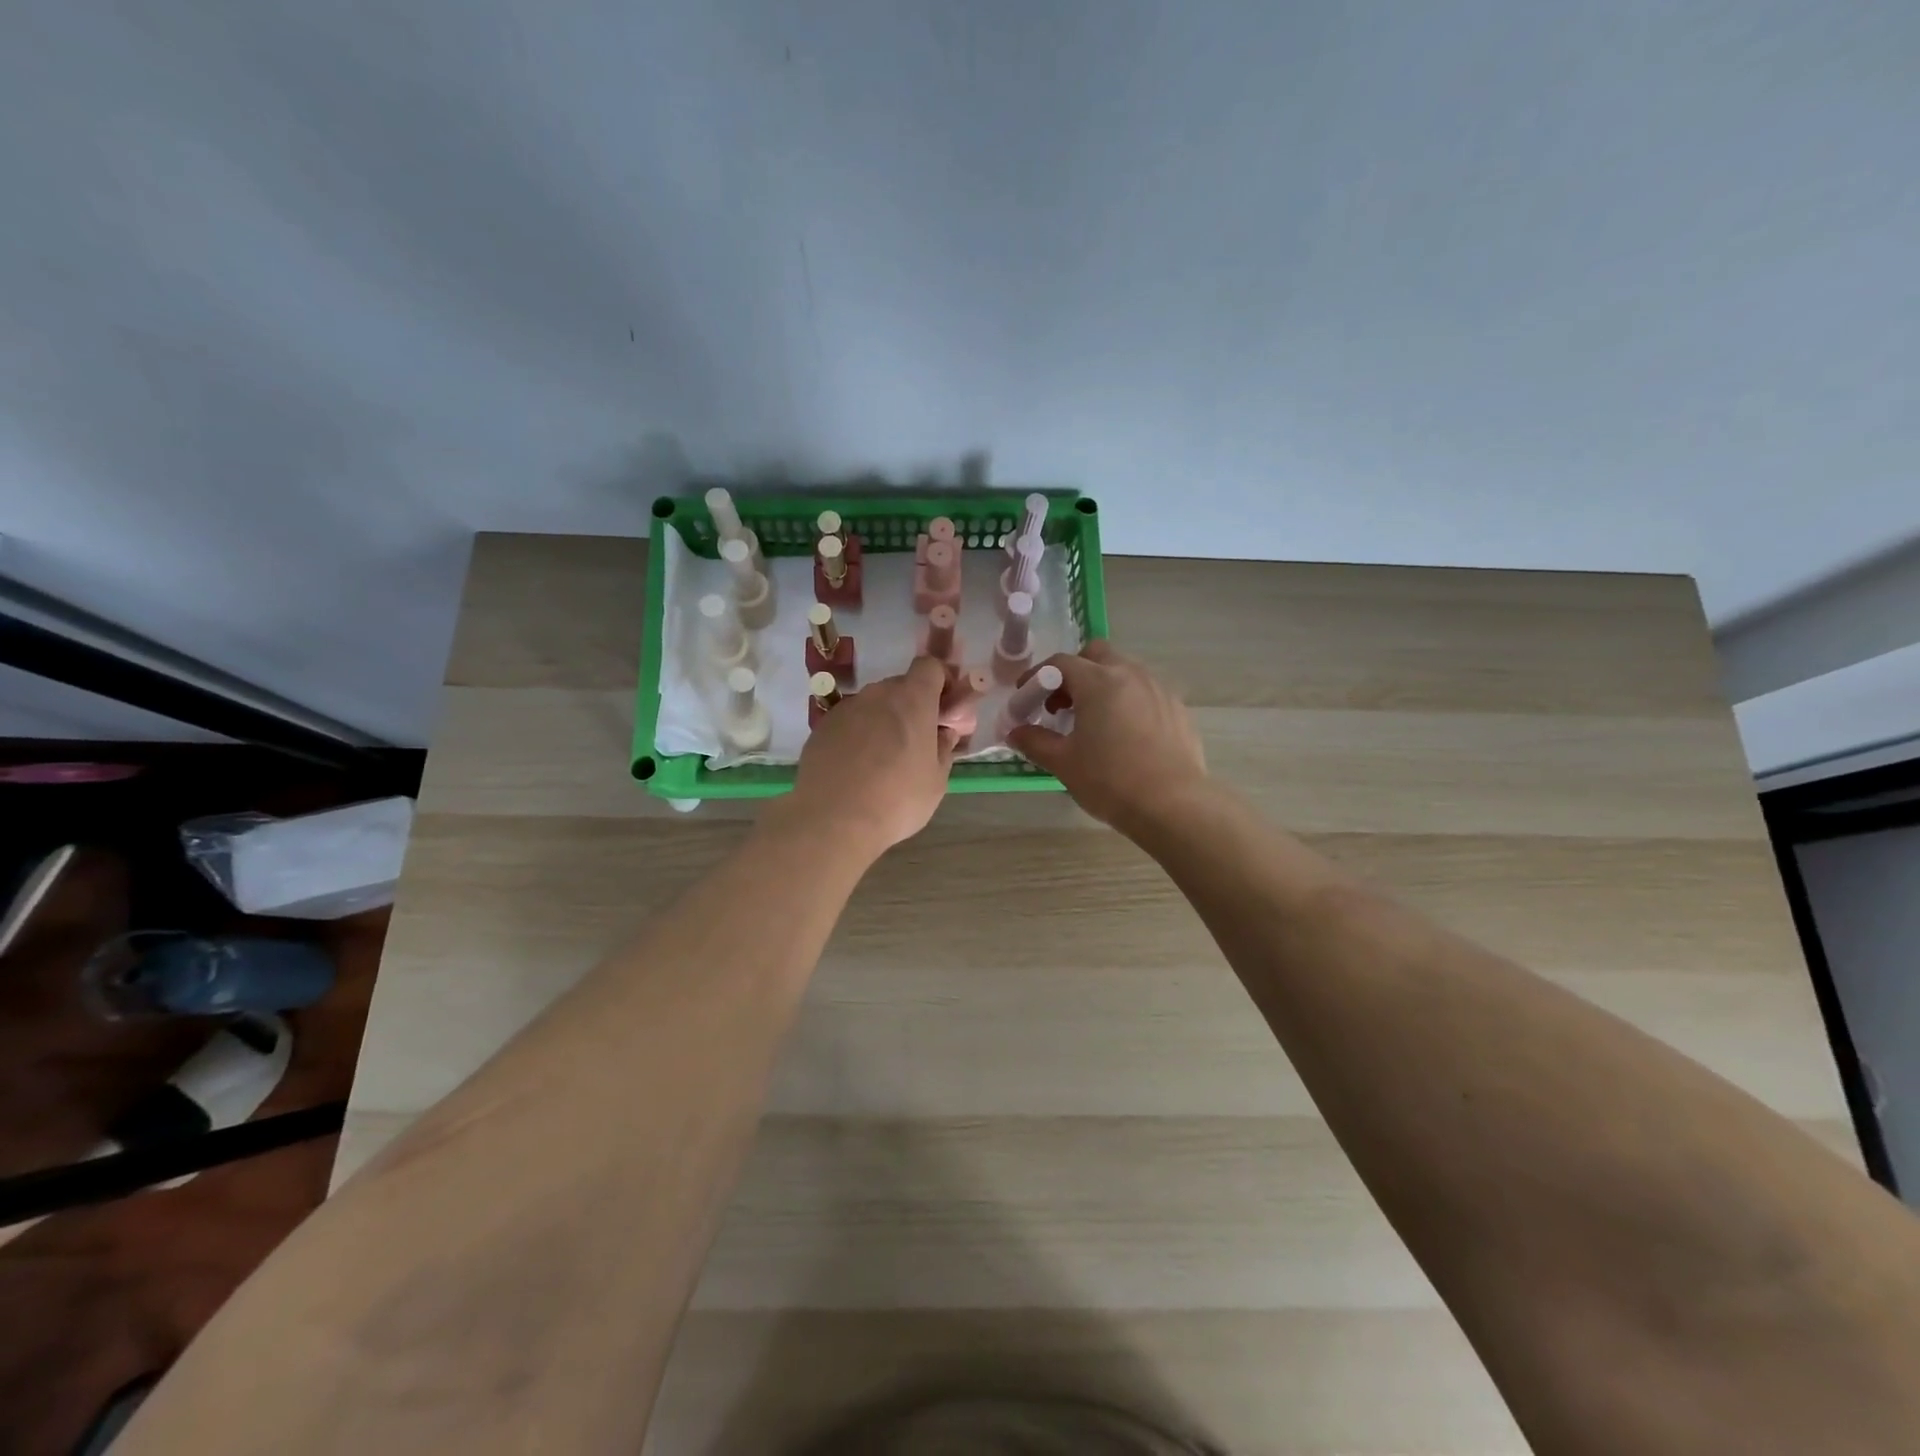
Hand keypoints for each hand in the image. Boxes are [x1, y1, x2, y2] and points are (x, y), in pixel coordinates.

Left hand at [781, 656, 956, 859]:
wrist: (833, 820)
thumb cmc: (897, 800)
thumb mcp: (936, 781)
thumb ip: (943, 750)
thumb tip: (943, 734)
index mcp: (912, 701)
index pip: (929, 667)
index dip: (940, 681)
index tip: (944, 707)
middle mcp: (877, 695)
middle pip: (900, 686)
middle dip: (912, 706)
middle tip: (916, 739)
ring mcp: (846, 709)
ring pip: (873, 705)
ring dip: (883, 720)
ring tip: (883, 758)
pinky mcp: (822, 727)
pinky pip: (849, 722)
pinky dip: (858, 735)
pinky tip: (856, 766)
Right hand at [1005, 641, 1208, 832]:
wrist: (1173, 805)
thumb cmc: (1110, 781)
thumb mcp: (1063, 763)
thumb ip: (1035, 741)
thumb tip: (1015, 732)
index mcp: (1098, 681)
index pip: (1060, 664)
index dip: (1037, 677)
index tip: (1026, 698)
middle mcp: (1130, 674)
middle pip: (1096, 654)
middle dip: (1074, 672)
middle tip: (1062, 705)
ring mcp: (1158, 689)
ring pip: (1124, 671)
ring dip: (1102, 685)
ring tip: (1093, 721)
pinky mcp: (1177, 708)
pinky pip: (1145, 692)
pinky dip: (1127, 701)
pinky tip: (1124, 734)